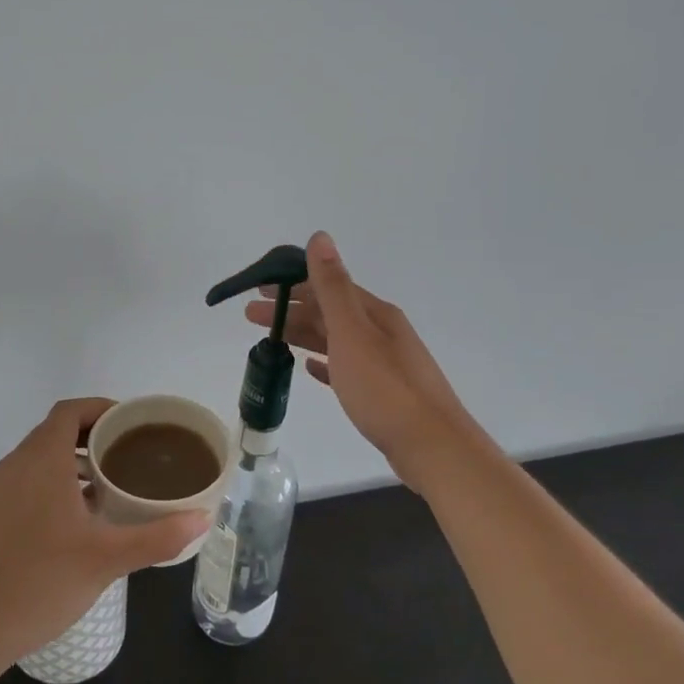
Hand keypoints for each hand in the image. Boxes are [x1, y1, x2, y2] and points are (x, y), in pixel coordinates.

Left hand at [0, 398, 208, 672]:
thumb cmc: (39, 583)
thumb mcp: (106, 560)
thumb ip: (156, 537)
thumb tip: (202, 518)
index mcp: (41, 460)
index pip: (70, 411)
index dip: (102, 408)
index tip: (134, 423)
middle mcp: (16, 465)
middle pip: (57, 430)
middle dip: (95, 434)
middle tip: (133, 452)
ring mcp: (0, 490)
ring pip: (42, 457)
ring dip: (76, 459)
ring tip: (113, 481)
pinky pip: (30, 479)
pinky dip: (58, 481)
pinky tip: (82, 517)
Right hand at [247, 232, 482, 485]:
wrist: (432, 447)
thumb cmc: (386, 389)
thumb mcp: (352, 333)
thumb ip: (333, 287)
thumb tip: (319, 236)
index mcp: (375, 314)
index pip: (327, 287)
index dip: (292, 284)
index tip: (259, 288)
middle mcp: (382, 332)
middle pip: (329, 313)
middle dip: (291, 310)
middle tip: (251, 315)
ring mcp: (384, 363)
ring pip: (335, 339)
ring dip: (303, 335)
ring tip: (272, 339)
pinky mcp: (383, 393)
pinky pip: (345, 368)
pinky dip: (325, 363)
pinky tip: (310, 369)